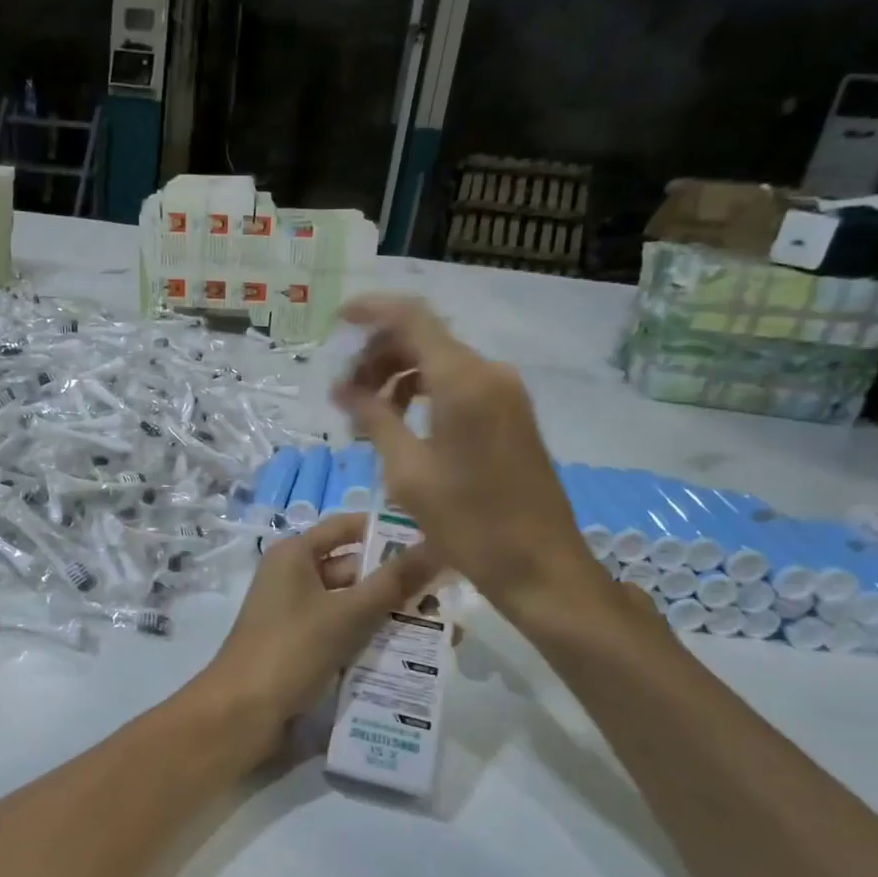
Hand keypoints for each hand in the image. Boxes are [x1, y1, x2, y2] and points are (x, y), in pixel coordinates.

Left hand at [195, 509, 439, 762]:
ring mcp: (298, 613)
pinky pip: (345, 632)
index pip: (346, 528)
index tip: (434, 535)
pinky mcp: (304, 646)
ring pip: (353, 604)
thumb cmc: (290, 649)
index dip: (387, 530)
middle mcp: (294, 577)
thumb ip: (393, 582)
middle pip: (354, 568)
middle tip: (451, 589)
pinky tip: (414, 651)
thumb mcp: (346, 614)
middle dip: (397, 580)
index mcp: (294, 555)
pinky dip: (373, 638)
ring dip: (391, 613)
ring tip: (445, 624)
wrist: (242, 713)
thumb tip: (437, 546)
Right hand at [329, 295, 605, 621]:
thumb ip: (374, 419)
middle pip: (424, 340)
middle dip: (378, 356)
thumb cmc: (468, 522)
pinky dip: (425, 393)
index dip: (371, 312)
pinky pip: (459, 386)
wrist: (540, 565)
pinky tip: (401, 424)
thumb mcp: (408, 472)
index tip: (337, 322)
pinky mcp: (512, 414)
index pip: (411, 319)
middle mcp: (489, 373)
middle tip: (344, 394)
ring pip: (441, 363)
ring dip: (399, 377)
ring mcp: (506, 393)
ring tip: (367, 414)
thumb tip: (343, 389)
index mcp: (463, 381)